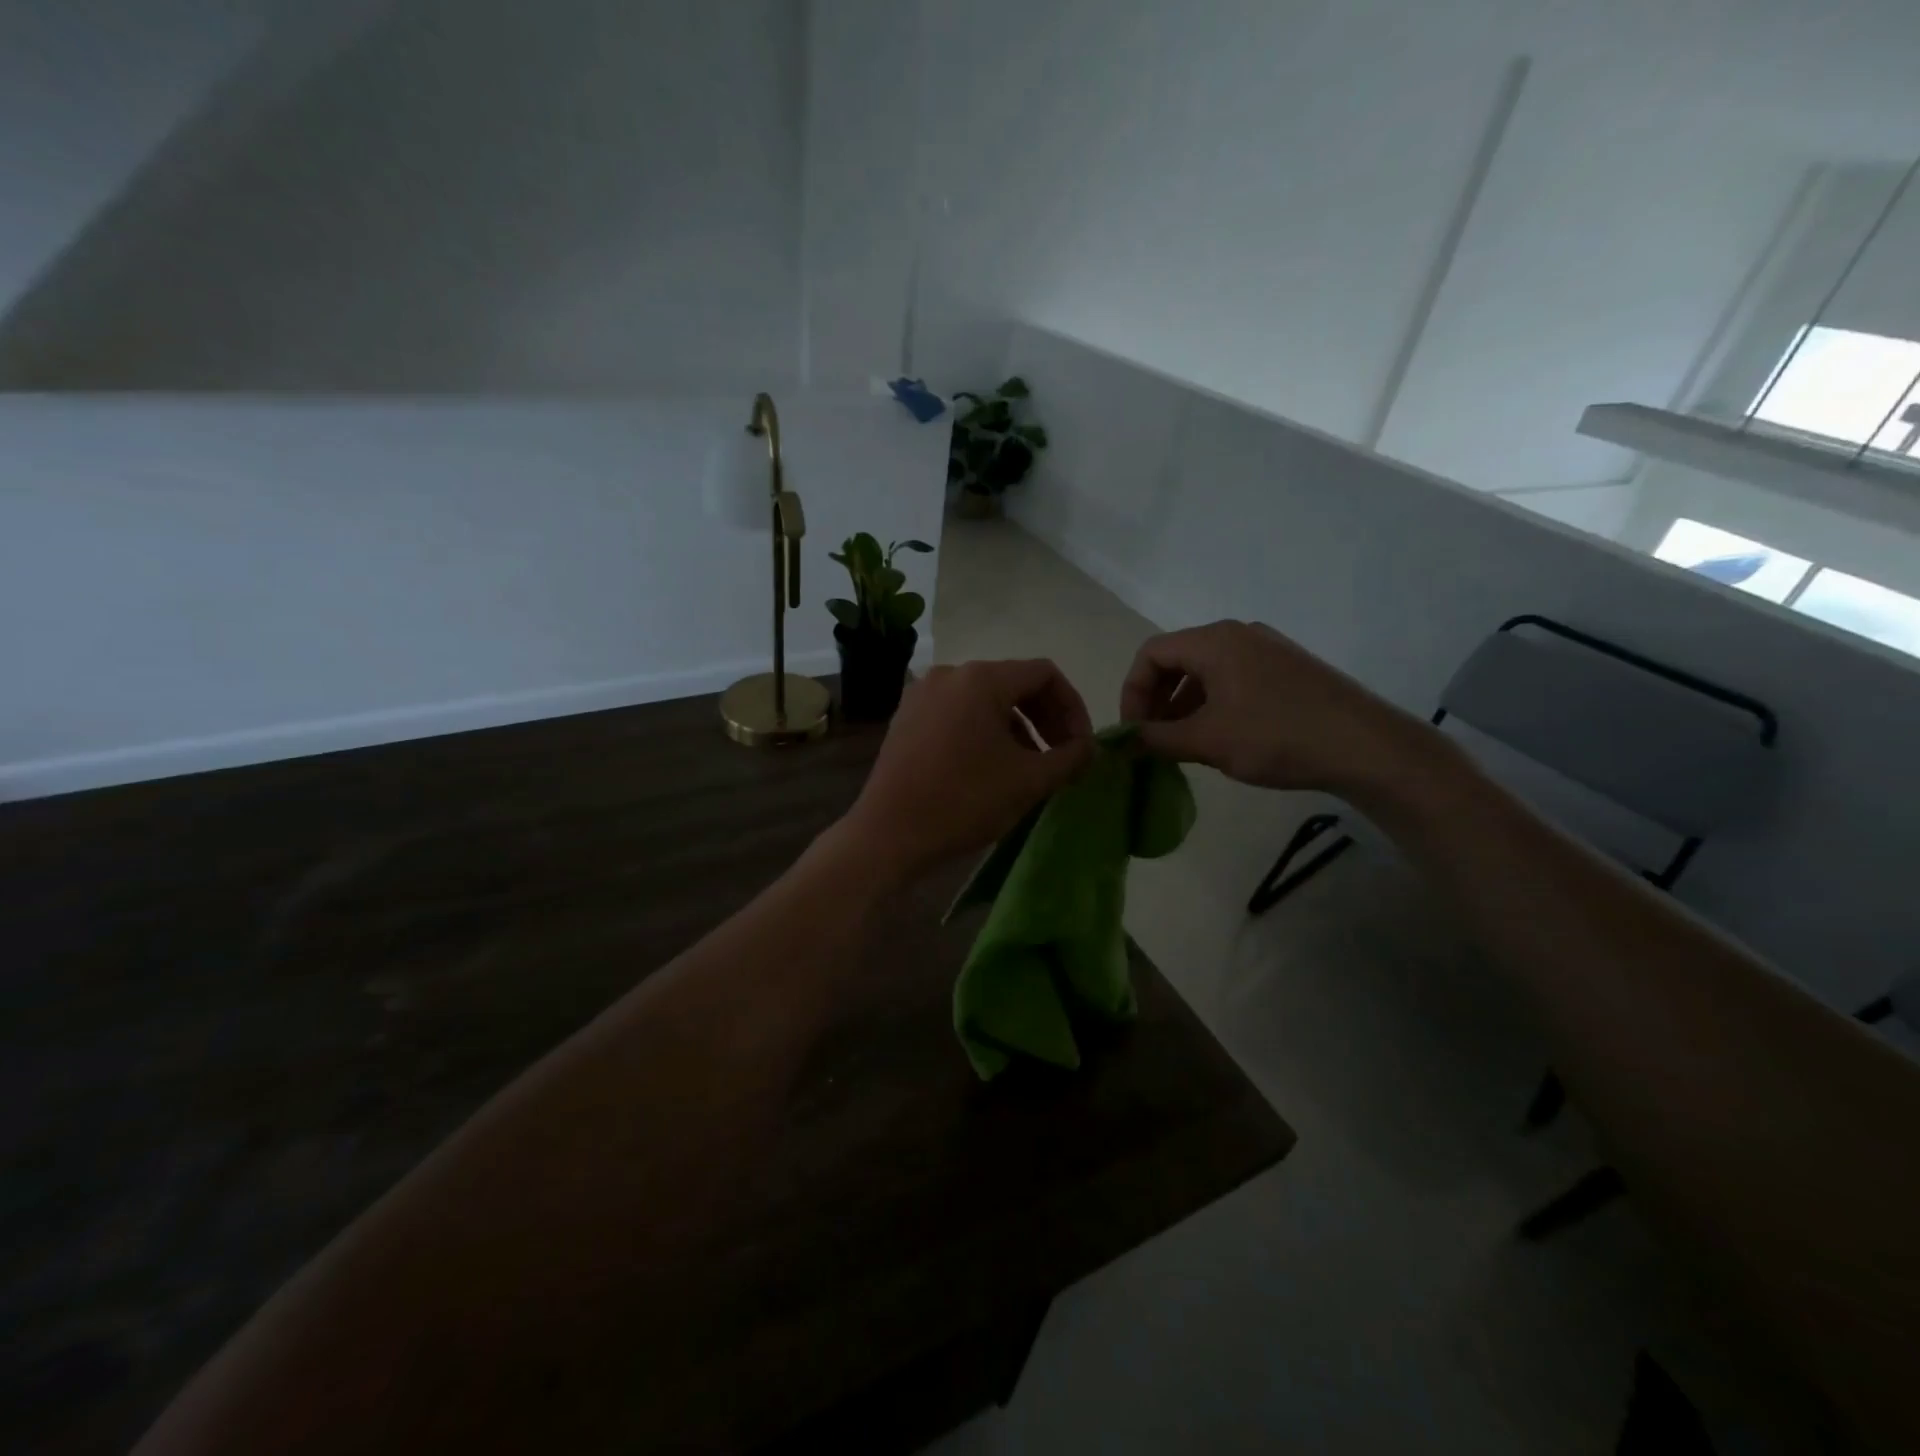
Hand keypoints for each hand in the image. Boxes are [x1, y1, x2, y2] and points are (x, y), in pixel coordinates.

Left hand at [840, 659, 1095, 879]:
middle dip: (1046, 718)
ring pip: (985, 700)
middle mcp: (949, 674)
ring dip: (1017, 728)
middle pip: (1014, 683)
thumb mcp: (1029, 781)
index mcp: (980, 679)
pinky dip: (984, 732)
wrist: (888, 834)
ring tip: (1029, 768)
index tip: (1081, 746)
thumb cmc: (963, 802)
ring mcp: (922, 695)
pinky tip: (991, 768)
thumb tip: (1090, 748)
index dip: (1073, 707)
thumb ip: (1070, 757)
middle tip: (1062, 757)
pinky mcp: (906, 718)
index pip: (1044, 674)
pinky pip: (958, 713)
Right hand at [1120, 620, 1438, 798]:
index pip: (1151, 654)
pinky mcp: (1288, 669)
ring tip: (1185, 745)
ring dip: (1184, 706)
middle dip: (1157, 700)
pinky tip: (1222, 738)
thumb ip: (1156, 739)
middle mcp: (1239, 634)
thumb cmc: (1276, 737)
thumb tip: (1120, 741)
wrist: (1367, 747)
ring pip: (1206, 672)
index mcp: (1214, 641)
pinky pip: (1234, 679)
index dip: (1132, 692)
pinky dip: (1214, 705)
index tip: (1133, 731)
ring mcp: (1268, 649)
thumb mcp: (1207, 741)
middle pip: (1177, 659)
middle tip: (1154, 740)